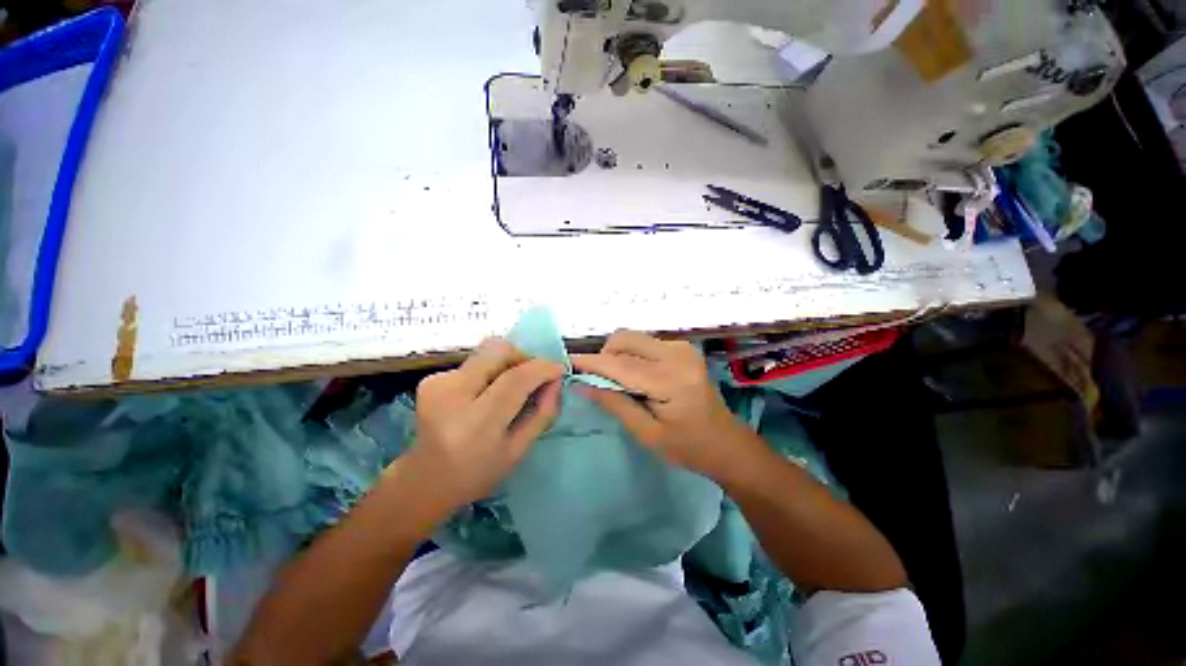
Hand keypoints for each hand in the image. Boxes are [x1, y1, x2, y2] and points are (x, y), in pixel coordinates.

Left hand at [410, 338, 563, 508]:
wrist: (425, 480)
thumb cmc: (477, 473)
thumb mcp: (519, 450)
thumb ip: (543, 412)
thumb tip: (556, 379)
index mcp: (475, 424)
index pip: (515, 379)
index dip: (541, 368)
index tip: (557, 370)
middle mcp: (451, 395)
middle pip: (498, 350)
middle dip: (523, 356)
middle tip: (532, 376)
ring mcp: (437, 383)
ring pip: (487, 351)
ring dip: (507, 363)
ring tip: (509, 388)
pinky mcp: (431, 378)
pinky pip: (474, 362)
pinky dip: (489, 371)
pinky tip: (485, 393)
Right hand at [572, 331, 754, 482]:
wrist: (726, 442)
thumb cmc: (687, 446)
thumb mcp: (647, 433)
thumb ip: (614, 403)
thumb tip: (582, 384)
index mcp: (671, 380)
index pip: (621, 364)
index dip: (591, 363)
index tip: (568, 363)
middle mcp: (678, 355)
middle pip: (626, 339)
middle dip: (605, 355)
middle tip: (600, 380)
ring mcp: (682, 347)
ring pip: (634, 338)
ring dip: (618, 355)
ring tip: (619, 382)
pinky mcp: (683, 347)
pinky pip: (645, 343)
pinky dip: (632, 355)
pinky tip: (636, 376)